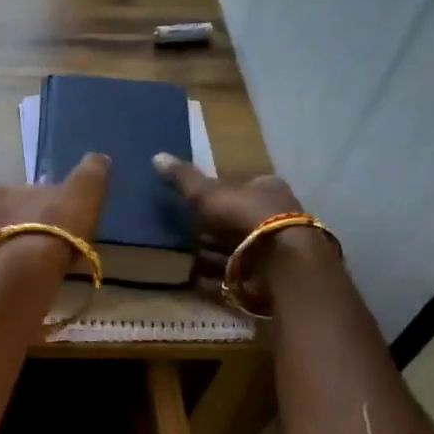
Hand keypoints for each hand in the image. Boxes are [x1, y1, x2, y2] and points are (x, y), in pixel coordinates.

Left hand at [0, 153, 111, 264]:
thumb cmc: (55, 222)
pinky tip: (30, 277)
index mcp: (1, 196)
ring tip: (30, 257)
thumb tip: (99, 158)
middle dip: (4, 225)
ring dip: (8, 249)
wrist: (32, 268)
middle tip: (27, 232)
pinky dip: (11, 273)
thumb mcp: (82, 191)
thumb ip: (90, 173)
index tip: (10, 201)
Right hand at [154, 153, 322, 307]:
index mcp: (265, 189)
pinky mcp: (263, 277)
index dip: (215, 194)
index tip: (191, 202)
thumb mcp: (207, 192)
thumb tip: (157, 156)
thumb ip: (184, 178)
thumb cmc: (244, 215)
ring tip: (179, 257)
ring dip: (208, 255)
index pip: (238, 188)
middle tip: (180, 231)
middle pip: (235, 221)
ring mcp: (269, 250)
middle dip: (209, 228)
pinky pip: (230, 275)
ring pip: (232, 250)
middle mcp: (273, 217)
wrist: (277, 260)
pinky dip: (210, 278)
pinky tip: (189, 278)